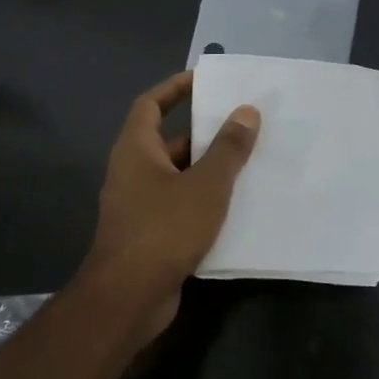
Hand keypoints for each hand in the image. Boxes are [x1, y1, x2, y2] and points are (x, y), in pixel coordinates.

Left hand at [82, 72, 259, 320]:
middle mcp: (132, 172)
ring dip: (208, 169)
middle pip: (168, 141)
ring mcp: (138, 205)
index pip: (150, 104)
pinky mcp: (149, 234)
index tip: (204, 79)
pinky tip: (236, 206)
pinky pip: (179, 205)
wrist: (128, 298)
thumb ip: (228, 148)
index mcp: (136, 149)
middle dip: (203, 132)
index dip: (175, 87)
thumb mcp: (206, 184)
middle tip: (243, 125)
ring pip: (178, 176)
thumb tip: (246, 111)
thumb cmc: (164, 229)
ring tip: (249, 162)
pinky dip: (204, 200)